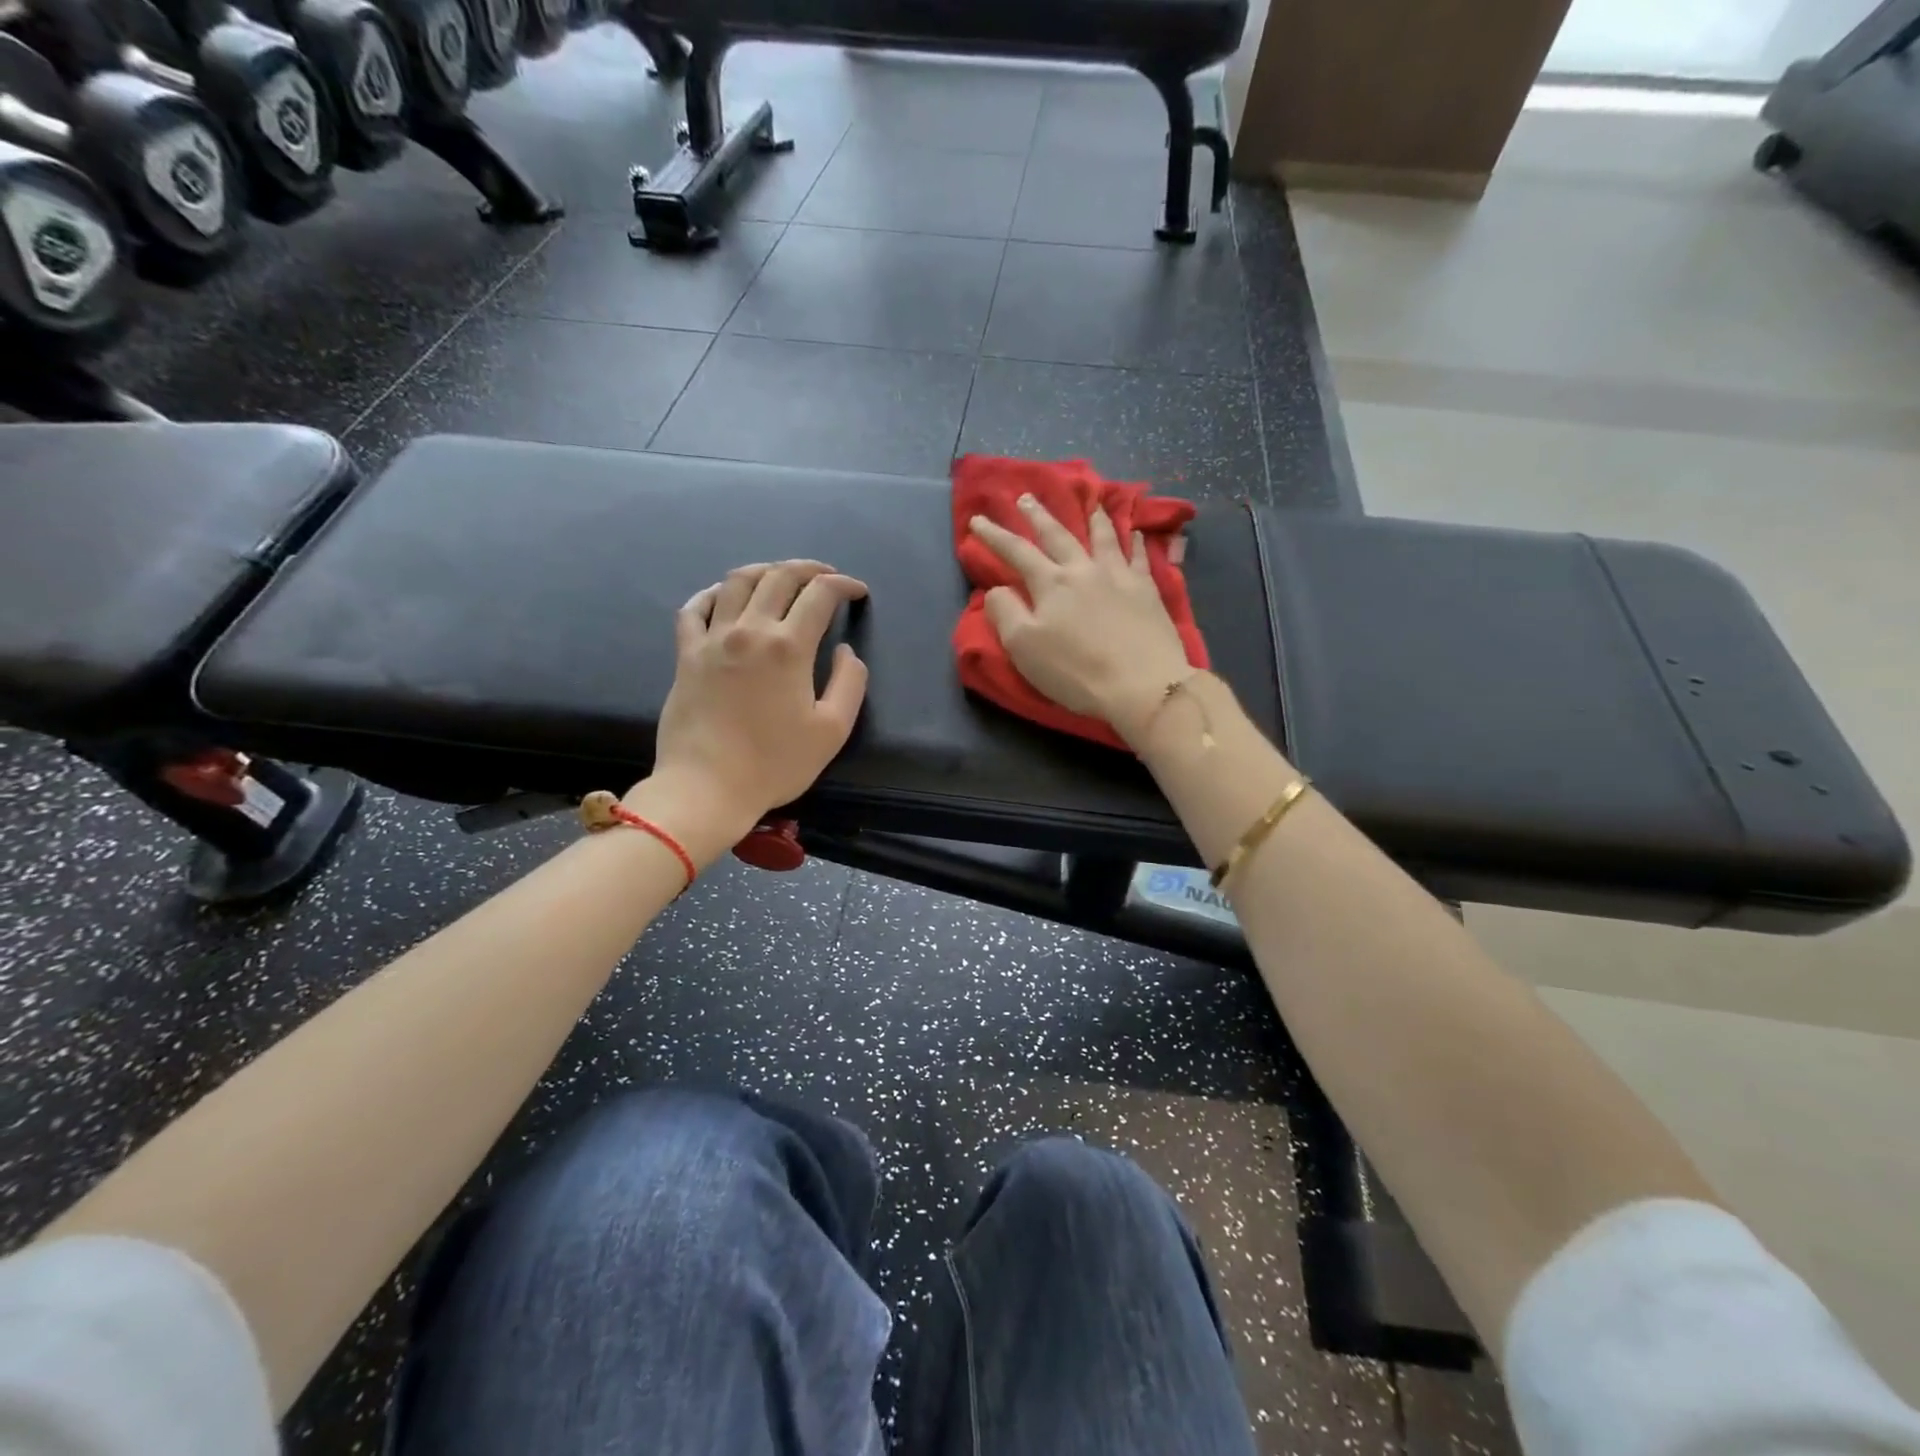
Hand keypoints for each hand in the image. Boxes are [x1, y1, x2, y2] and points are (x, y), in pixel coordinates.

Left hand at [646, 561, 869, 843]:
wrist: (706, 788)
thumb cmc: (774, 764)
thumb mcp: (832, 730)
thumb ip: (850, 683)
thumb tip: (846, 651)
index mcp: (789, 647)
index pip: (820, 595)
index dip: (844, 585)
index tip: (857, 592)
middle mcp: (750, 630)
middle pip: (779, 577)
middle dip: (809, 569)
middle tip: (826, 577)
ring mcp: (712, 639)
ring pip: (737, 582)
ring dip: (765, 571)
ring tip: (781, 577)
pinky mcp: (686, 654)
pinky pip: (695, 608)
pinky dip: (713, 593)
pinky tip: (724, 596)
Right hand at [969, 495, 1191, 745]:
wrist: (1142, 684)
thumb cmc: (1075, 671)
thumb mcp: (1024, 648)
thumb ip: (1005, 613)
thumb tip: (997, 589)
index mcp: (1050, 583)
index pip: (1016, 552)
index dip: (994, 535)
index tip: (977, 520)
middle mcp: (1083, 570)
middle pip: (1058, 536)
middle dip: (1038, 516)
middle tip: (1026, 497)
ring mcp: (1119, 576)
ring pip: (1104, 537)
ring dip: (1093, 518)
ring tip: (1090, 501)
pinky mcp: (1147, 591)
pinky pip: (1141, 557)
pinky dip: (1137, 542)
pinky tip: (1138, 533)